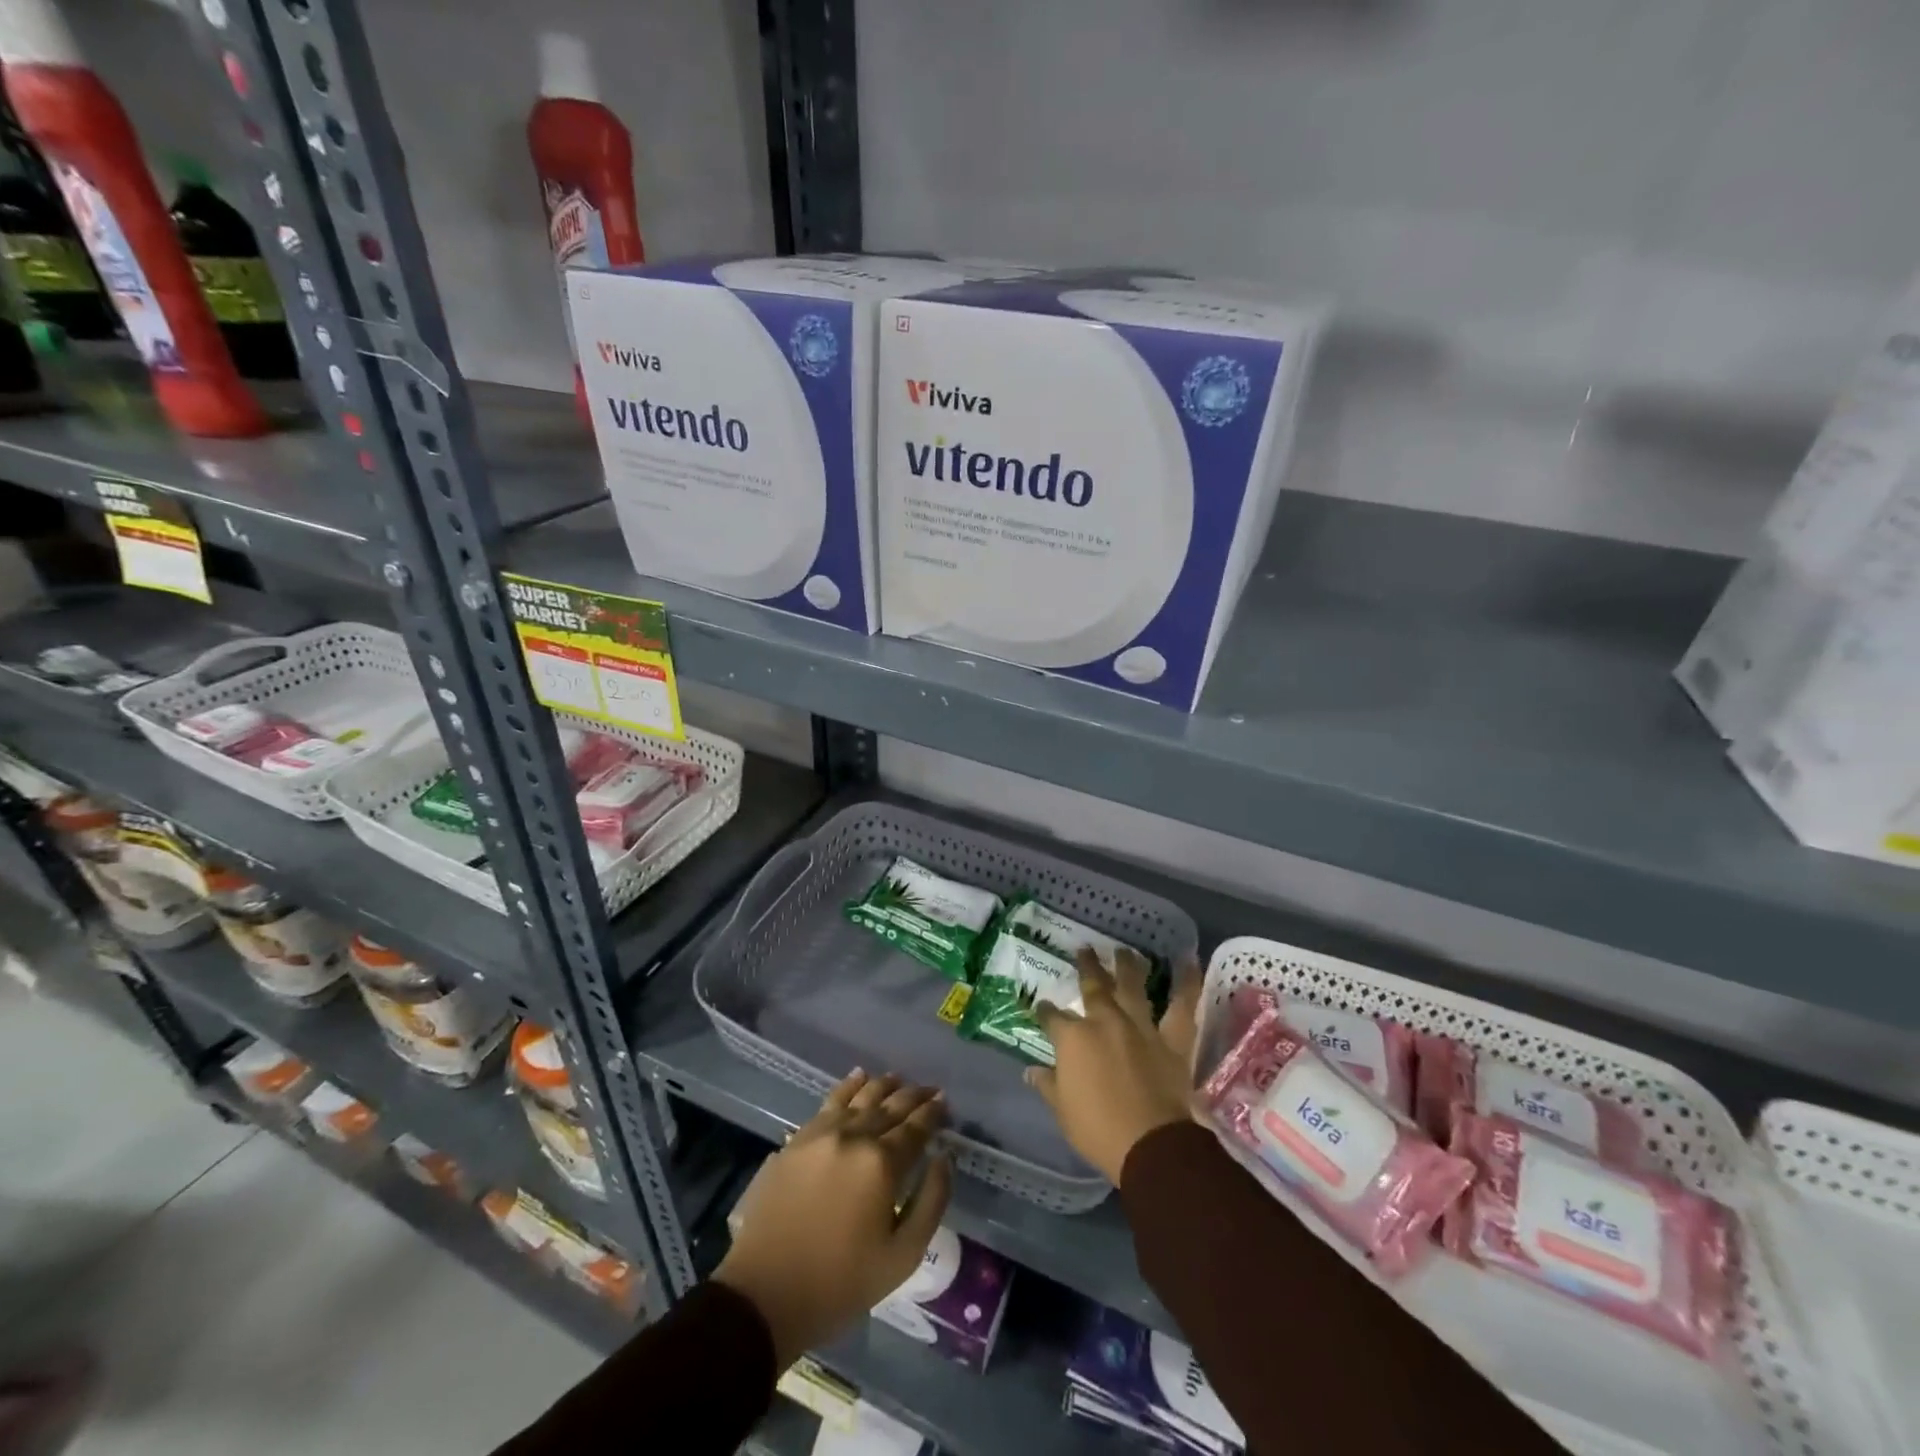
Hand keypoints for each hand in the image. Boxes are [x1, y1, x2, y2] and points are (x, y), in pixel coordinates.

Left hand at [714, 1071, 952, 1368]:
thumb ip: (931, 1202)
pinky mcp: (797, 1139)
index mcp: (882, 1164)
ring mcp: (822, 1134)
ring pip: (861, 1097)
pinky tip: (858, 1077)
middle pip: (890, 1106)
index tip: (944, 1103)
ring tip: (899, 1079)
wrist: (764, 1295)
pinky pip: (830, 1102)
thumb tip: (943, 1158)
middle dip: (914, 1097)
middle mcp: (854, 1136)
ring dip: (884, 1086)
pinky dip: (848, 1087)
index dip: (933, 1113)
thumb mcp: (901, 1257)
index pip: (916, 1128)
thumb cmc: (840, 1284)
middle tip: (930, 1090)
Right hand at [1028, 948, 1202, 1183]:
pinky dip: (1186, 983)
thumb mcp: (1063, 1111)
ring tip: (1123, 950)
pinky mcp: (1171, 1040)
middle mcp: (1105, 1022)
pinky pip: (1182, 1007)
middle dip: (1087, 968)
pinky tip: (1187, 961)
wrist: (1151, 1145)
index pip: (1052, 1018)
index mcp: (1073, 1039)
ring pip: (1132, 987)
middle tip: (1084, 950)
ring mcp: (1140, 1027)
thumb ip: (1048, 1085)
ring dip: (1126, 966)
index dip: (1045, 1011)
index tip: (1042, 1006)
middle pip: (1093, 988)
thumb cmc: (1098, 1130)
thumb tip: (1031, 1070)